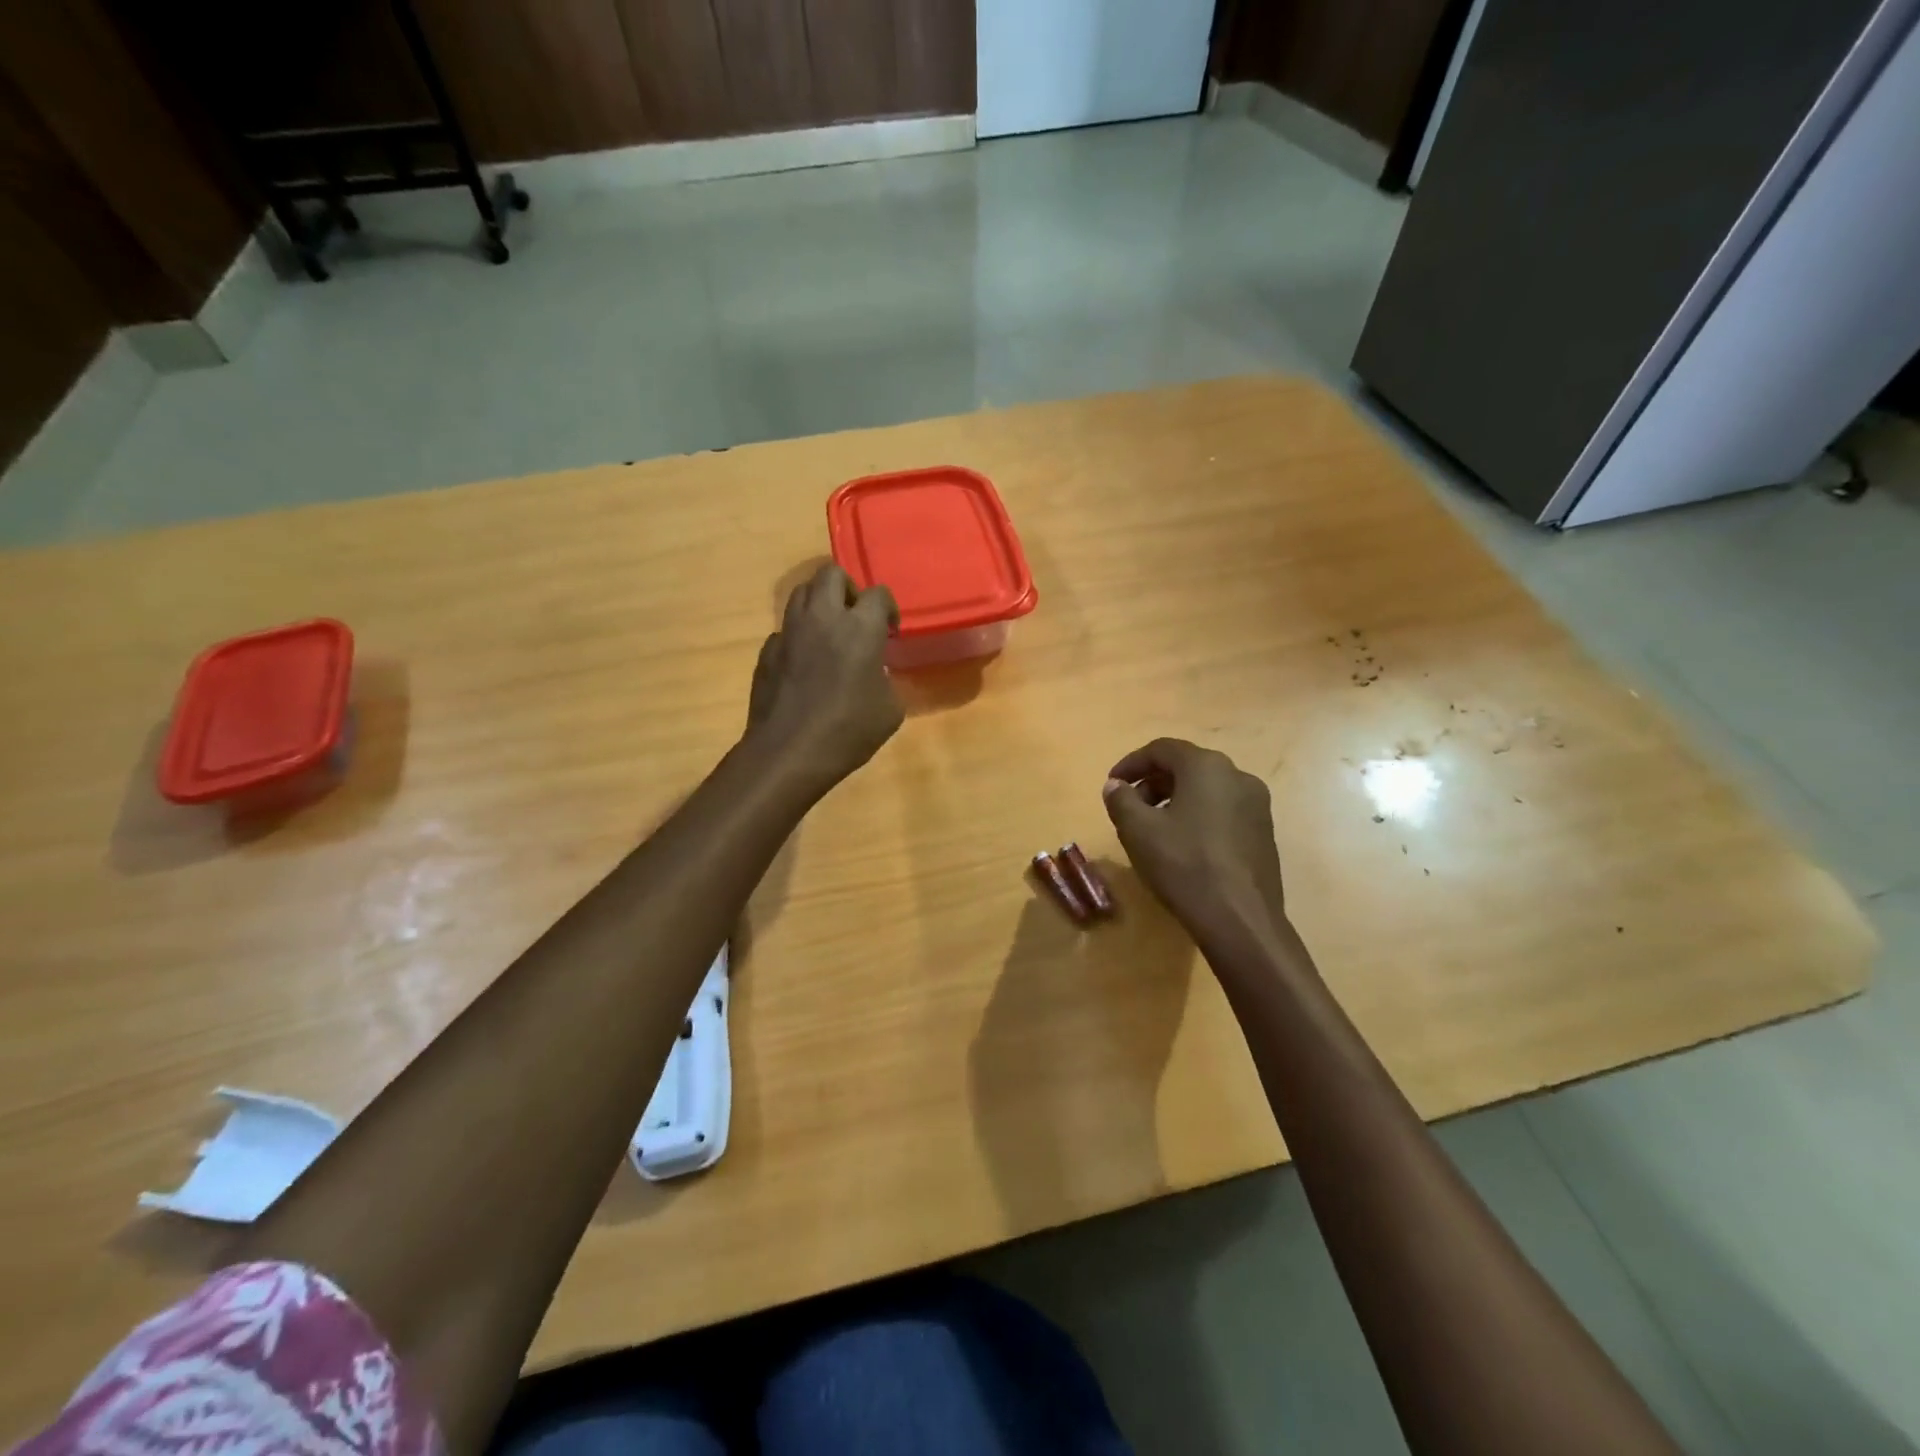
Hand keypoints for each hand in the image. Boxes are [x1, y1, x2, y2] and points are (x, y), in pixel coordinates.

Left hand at [749, 563, 903, 787]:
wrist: (789, 752)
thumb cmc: (849, 731)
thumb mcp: (890, 709)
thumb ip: (885, 678)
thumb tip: (873, 672)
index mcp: (859, 628)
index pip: (877, 593)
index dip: (887, 608)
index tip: (889, 632)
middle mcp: (823, 618)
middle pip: (831, 574)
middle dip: (848, 589)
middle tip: (856, 618)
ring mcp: (789, 631)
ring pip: (802, 592)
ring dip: (820, 604)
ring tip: (830, 633)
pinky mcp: (767, 651)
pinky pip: (785, 629)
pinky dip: (799, 637)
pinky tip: (806, 665)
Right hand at [1104, 739, 1288, 951]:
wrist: (1240, 919)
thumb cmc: (1184, 865)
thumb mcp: (1138, 830)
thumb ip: (1121, 799)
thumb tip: (1115, 786)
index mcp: (1207, 767)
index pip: (1162, 749)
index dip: (1131, 763)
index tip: (1112, 784)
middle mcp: (1237, 776)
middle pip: (1187, 767)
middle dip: (1153, 782)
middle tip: (1129, 808)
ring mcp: (1257, 805)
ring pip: (1206, 789)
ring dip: (1175, 800)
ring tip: (1153, 829)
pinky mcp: (1264, 833)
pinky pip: (1223, 811)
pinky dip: (1198, 816)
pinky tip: (1183, 845)